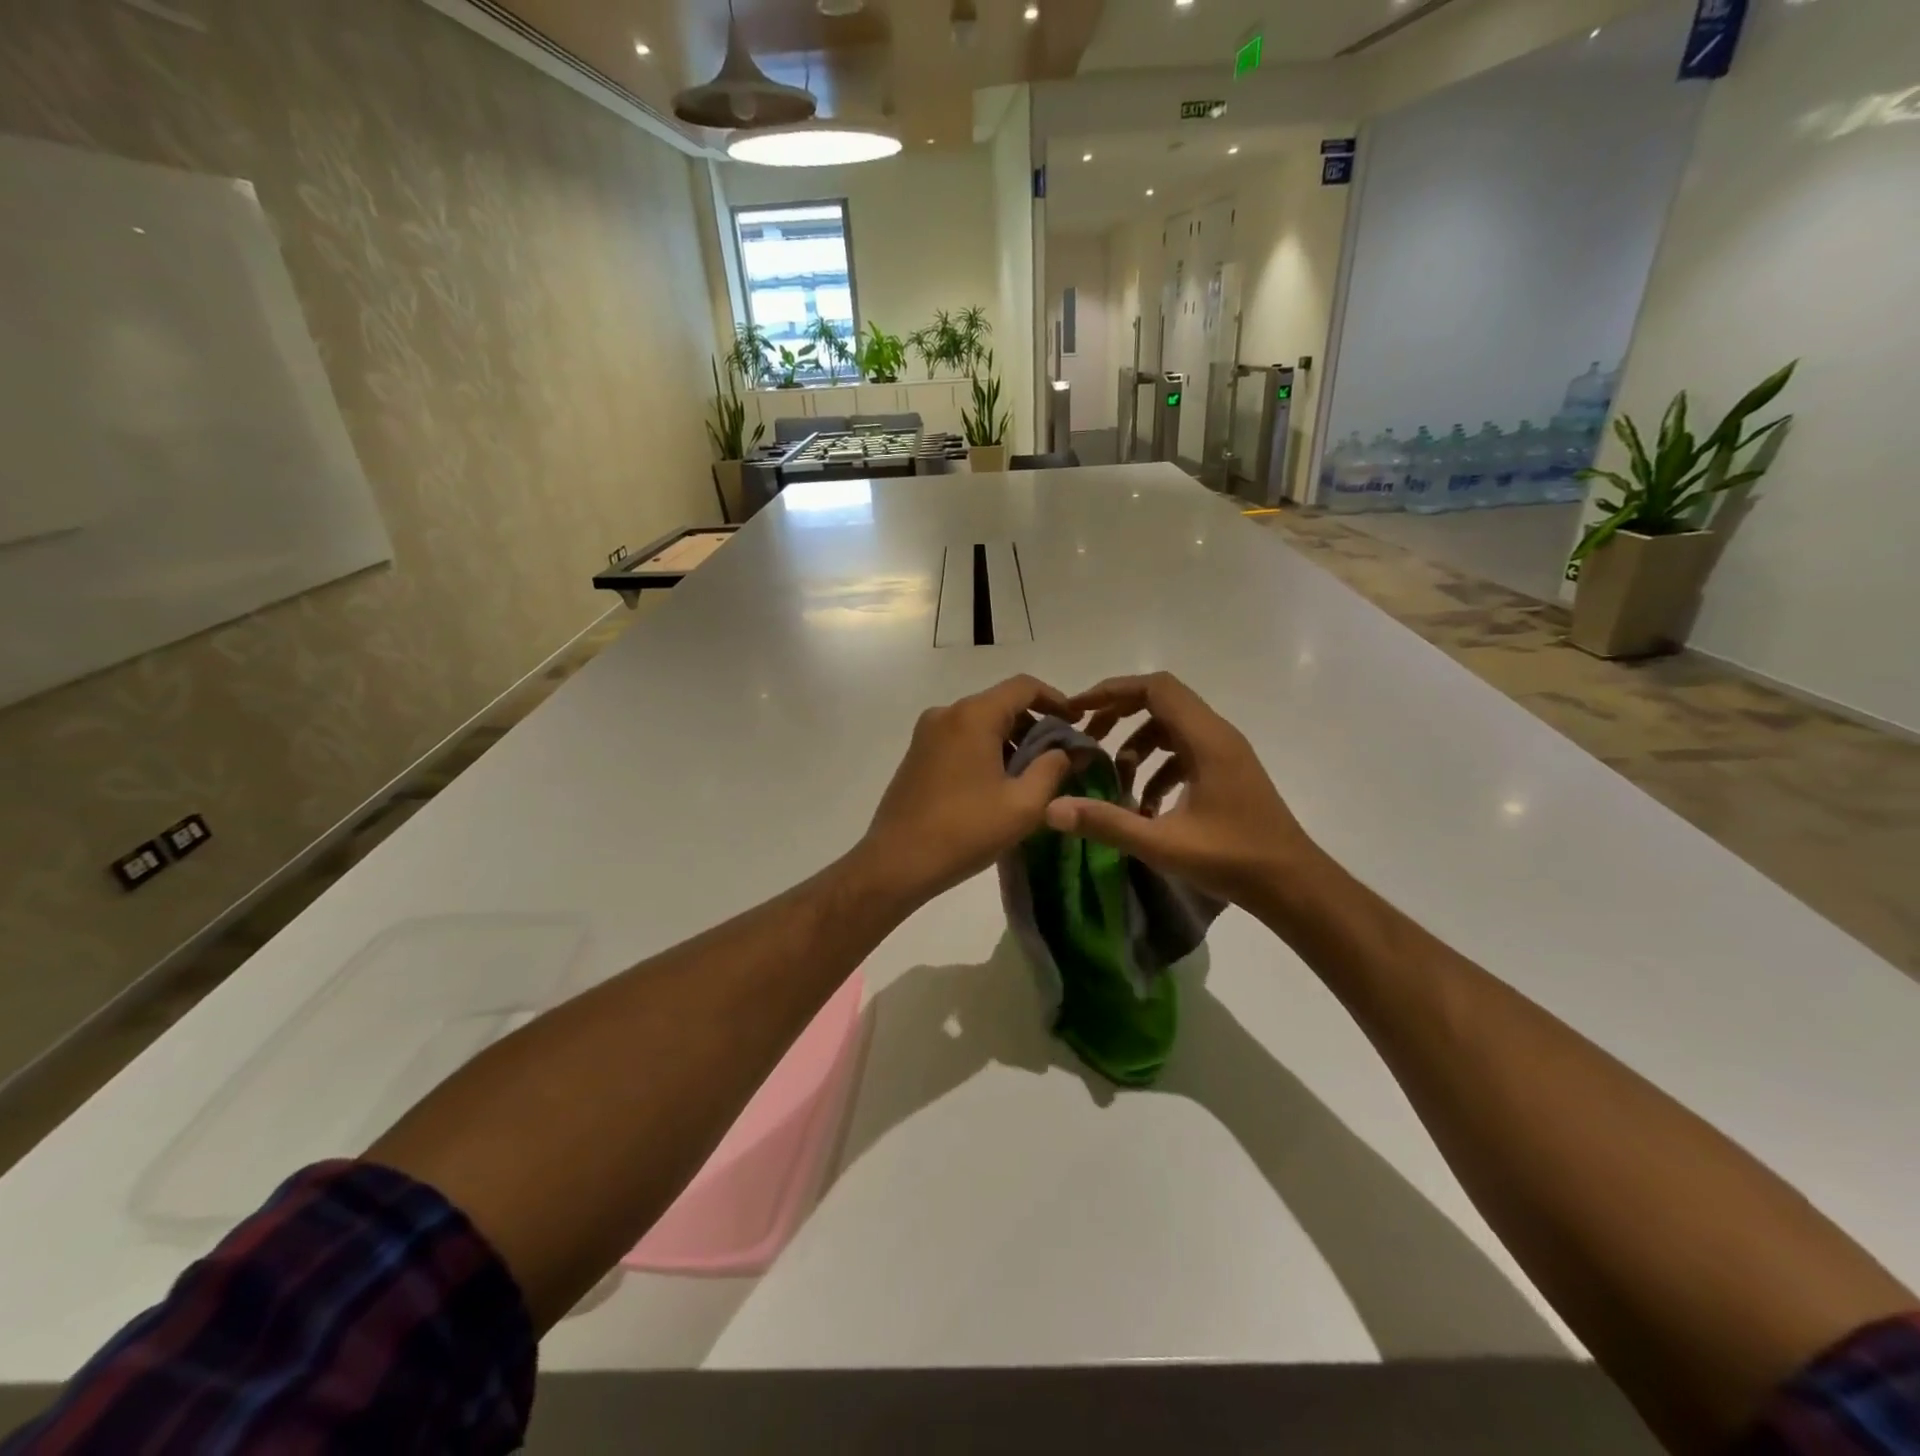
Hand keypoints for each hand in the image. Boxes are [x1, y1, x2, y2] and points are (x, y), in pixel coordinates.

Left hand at [857, 675, 1074, 908]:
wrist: (896, 862)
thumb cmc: (965, 831)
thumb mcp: (1023, 804)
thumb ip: (1054, 769)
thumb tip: (1070, 750)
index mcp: (973, 715)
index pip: (1024, 686)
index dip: (1057, 700)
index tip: (1077, 724)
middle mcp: (947, 713)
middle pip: (1001, 704)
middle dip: (1035, 726)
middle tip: (1059, 759)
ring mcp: (927, 733)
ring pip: (981, 723)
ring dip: (1010, 741)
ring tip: (1031, 778)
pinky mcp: (917, 754)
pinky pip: (961, 738)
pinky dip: (986, 750)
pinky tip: (997, 785)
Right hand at [1046, 672, 1316, 914]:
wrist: (1292, 885)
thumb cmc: (1232, 859)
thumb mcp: (1163, 844)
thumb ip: (1106, 823)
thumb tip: (1052, 809)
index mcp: (1206, 739)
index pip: (1155, 688)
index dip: (1112, 691)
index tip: (1078, 710)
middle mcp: (1217, 735)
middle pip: (1161, 702)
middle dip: (1118, 715)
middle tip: (1086, 739)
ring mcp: (1225, 754)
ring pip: (1171, 729)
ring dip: (1137, 745)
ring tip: (1113, 777)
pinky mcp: (1226, 773)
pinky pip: (1184, 753)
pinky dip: (1158, 768)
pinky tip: (1144, 805)